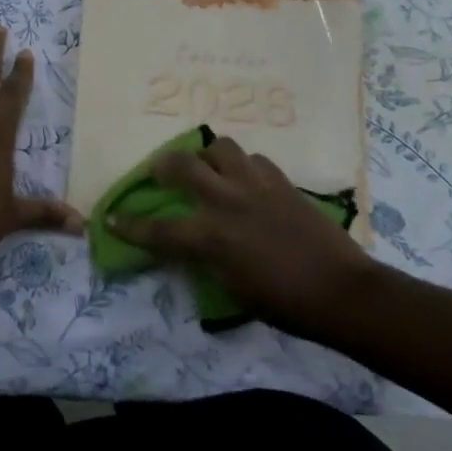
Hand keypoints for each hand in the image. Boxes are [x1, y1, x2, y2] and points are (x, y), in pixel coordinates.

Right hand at [111, 134, 373, 336]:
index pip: (157, 230)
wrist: (341, 291)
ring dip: (208, 156)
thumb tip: (194, 244)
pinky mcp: (281, 181)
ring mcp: (255, 186)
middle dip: (162, 166)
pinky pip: (254, 159)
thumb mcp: (232, 289)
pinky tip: (247, 180)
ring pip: (220, 147)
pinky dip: (244, 166)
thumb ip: (206, 260)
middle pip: (181, 166)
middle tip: (161, 172)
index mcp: (210, 237)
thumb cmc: (284, 303)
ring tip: (210, 167)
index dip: (129, 226)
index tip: (110, 218)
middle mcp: (226, 202)